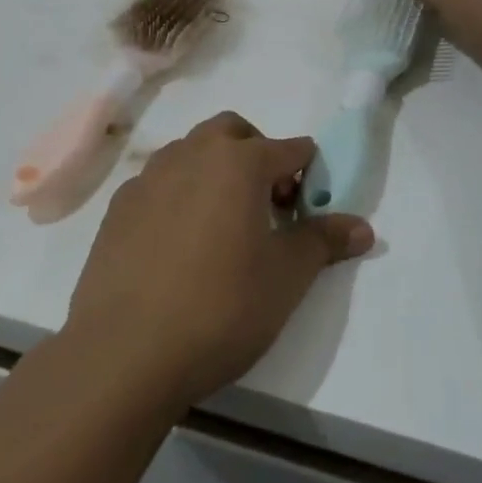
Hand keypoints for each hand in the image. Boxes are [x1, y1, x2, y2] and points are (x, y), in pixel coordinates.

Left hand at [65, 113, 373, 407]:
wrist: (126, 350)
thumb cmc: (221, 308)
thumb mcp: (286, 278)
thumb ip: (323, 241)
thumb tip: (362, 226)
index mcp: (237, 162)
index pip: (288, 149)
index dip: (307, 173)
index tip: (308, 208)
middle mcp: (190, 155)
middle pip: (232, 132)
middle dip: (256, 153)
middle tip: (266, 203)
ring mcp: (148, 177)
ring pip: (190, 152)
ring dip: (213, 170)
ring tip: (222, 223)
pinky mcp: (119, 206)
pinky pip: (158, 183)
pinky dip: (178, 194)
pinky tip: (178, 243)